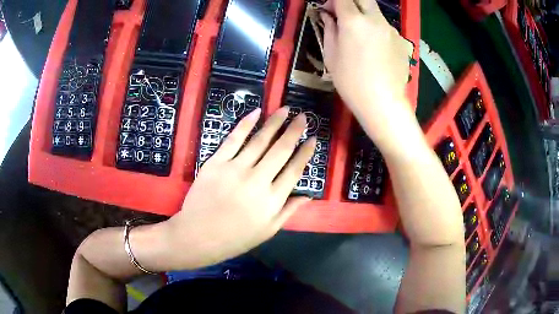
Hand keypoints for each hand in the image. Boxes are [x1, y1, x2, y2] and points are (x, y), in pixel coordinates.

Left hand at [166, 107, 315, 268]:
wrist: (198, 236)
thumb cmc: (235, 238)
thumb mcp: (268, 231)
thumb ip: (288, 211)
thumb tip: (308, 196)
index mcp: (272, 199)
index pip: (295, 170)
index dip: (306, 153)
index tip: (314, 139)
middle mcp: (258, 180)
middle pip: (281, 150)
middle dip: (295, 131)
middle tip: (303, 117)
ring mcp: (236, 168)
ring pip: (260, 140)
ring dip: (275, 123)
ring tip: (285, 110)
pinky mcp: (216, 162)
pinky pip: (233, 139)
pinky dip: (245, 124)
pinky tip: (256, 112)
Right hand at [321, 0, 412, 120]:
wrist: (383, 103)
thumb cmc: (351, 82)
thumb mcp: (331, 55)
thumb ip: (329, 30)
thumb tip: (328, 16)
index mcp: (354, 21)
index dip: (333, 1)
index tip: (328, 11)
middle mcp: (375, 19)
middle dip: (351, 2)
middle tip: (344, 15)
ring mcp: (391, 30)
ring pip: (376, 12)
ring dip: (365, 15)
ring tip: (360, 35)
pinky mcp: (401, 41)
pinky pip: (386, 28)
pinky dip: (377, 30)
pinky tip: (375, 49)